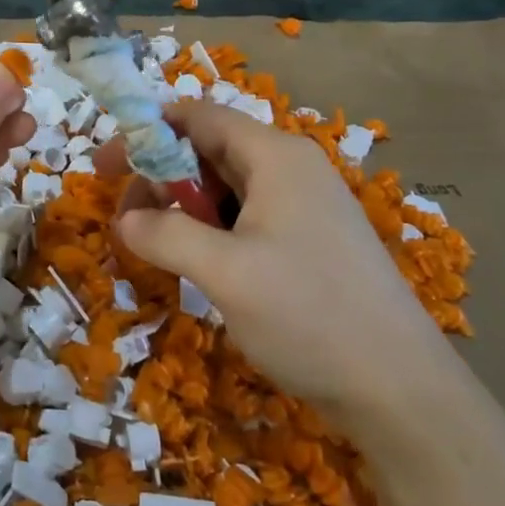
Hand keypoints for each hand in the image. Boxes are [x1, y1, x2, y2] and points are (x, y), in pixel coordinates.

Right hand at [102, 101, 456, 433]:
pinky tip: (196, 264)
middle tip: (125, 218)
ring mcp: (305, 207)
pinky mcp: (310, 242)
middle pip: (210, 150)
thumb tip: (125, 220)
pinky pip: (247, 218)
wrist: (399, 388)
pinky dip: (211, 230)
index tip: (105, 166)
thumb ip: (165, 235)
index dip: (146, 132)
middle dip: (160, 176)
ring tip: (155, 245)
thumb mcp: (224, 272)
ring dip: (183, 208)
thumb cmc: (309, 315)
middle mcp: (292, 169)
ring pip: (227, 188)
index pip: (199, 116)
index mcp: (276, 157)